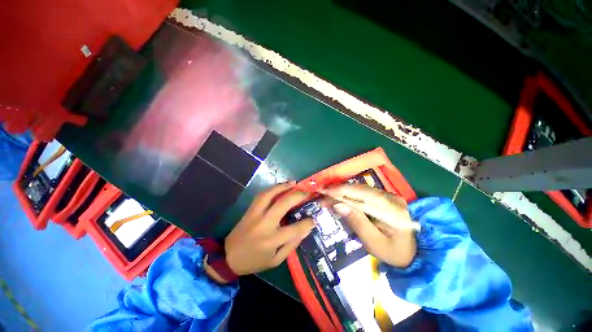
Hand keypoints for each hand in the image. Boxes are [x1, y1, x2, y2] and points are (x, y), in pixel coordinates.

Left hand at [224, 181, 313, 275]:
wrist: (228, 257)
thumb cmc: (254, 261)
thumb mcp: (275, 260)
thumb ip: (291, 245)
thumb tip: (305, 230)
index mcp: (272, 239)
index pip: (295, 228)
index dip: (308, 222)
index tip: (315, 218)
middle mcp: (265, 223)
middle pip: (283, 204)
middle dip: (298, 196)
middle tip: (307, 193)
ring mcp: (256, 214)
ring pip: (270, 195)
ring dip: (283, 186)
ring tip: (294, 183)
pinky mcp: (250, 210)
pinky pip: (262, 195)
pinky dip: (272, 188)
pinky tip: (280, 186)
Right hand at [323, 183, 416, 267]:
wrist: (411, 254)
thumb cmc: (393, 253)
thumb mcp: (374, 243)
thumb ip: (357, 223)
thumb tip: (338, 205)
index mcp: (394, 210)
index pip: (364, 195)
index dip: (342, 192)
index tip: (325, 192)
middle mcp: (392, 198)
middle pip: (361, 190)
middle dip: (339, 192)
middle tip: (323, 196)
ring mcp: (389, 196)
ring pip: (360, 190)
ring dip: (342, 193)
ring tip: (328, 198)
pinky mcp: (384, 198)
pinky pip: (363, 193)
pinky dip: (349, 195)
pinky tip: (340, 199)